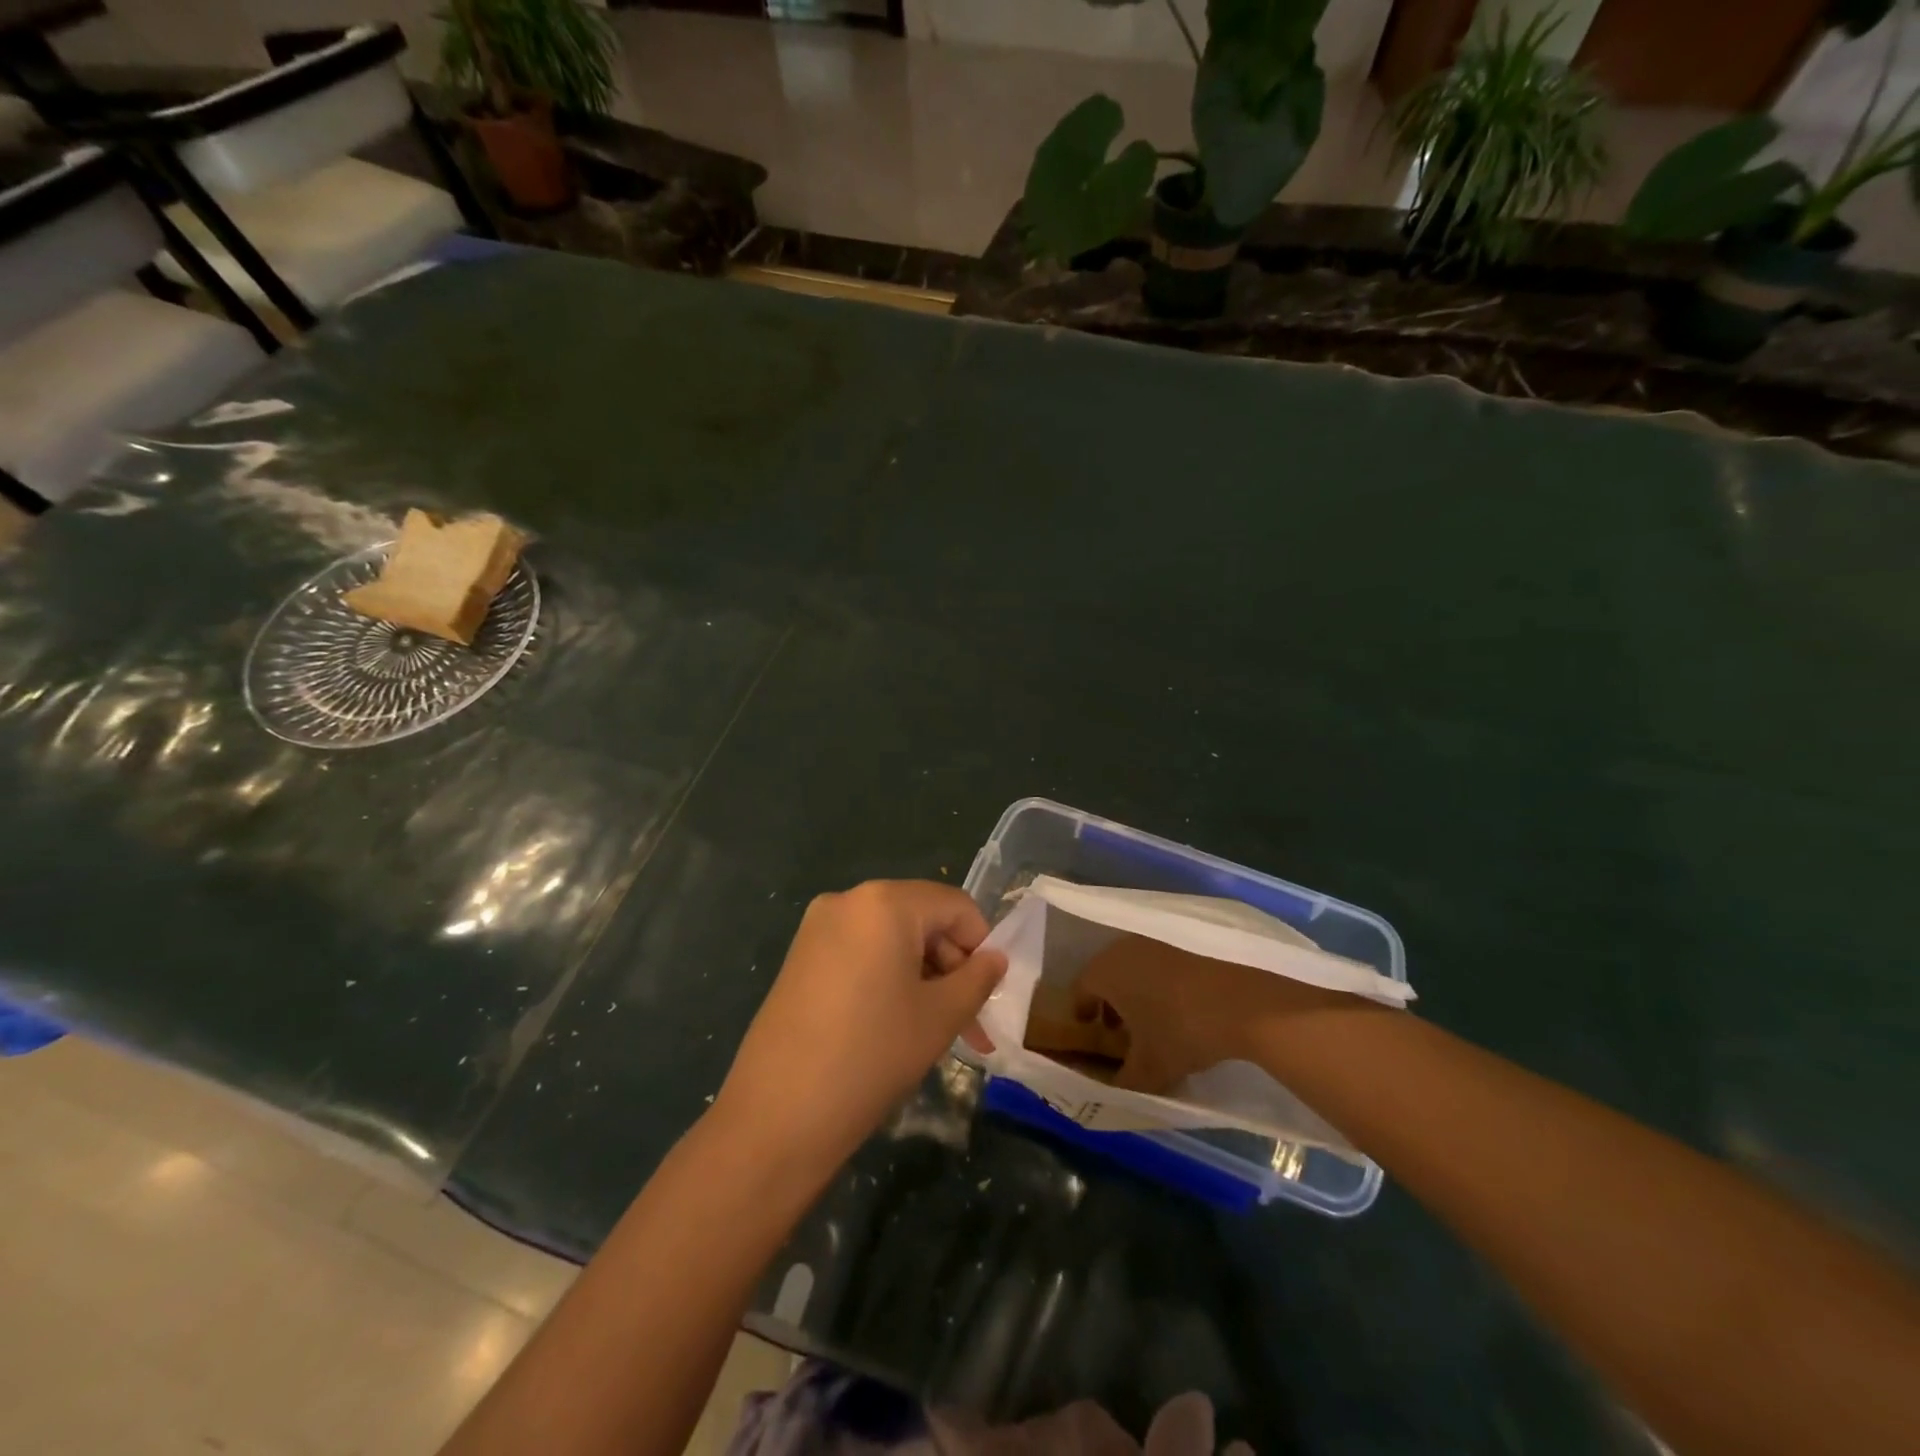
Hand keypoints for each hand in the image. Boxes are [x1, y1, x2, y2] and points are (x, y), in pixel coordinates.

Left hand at [714, 881, 1006, 1172]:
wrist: (777, 1116)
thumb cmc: (871, 1055)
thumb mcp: (939, 1017)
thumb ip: (977, 979)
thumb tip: (995, 958)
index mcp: (884, 902)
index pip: (954, 905)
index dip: (981, 945)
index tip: (988, 994)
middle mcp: (848, 901)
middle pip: (921, 919)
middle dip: (951, 967)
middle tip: (968, 1025)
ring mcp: (817, 928)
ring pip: (891, 940)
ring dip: (923, 978)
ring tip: (937, 1032)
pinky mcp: (800, 957)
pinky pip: (861, 954)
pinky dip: (888, 979)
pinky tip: (896, 1025)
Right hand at [1072, 935, 1363, 1093]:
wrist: (1243, 1001)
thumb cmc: (1182, 1030)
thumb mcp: (1149, 1070)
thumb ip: (1122, 1083)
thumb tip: (1109, 1090)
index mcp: (1105, 971)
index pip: (1080, 989)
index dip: (1082, 1013)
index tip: (1090, 1032)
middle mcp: (1124, 948)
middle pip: (1106, 975)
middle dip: (1110, 1003)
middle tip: (1120, 1032)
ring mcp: (1156, 941)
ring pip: (1134, 967)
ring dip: (1136, 992)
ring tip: (1152, 1022)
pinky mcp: (1185, 942)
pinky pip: (1159, 963)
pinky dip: (1160, 983)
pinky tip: (1179, 1007)